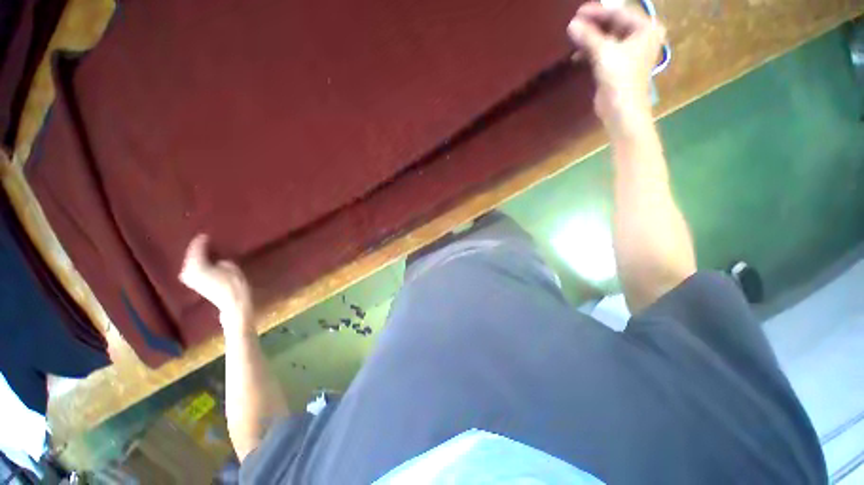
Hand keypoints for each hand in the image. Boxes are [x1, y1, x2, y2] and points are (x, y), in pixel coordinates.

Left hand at [179, 234, 252, 332]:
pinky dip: (199, 264)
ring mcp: (191, 280)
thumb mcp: (230, 266)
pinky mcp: (197, 285)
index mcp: (195, 265)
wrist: (233, 304)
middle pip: (191, 256)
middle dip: (197, 249)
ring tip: (207, 249)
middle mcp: (188, 272)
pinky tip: (206, 261)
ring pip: (191, 263)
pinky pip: (194, 270)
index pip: (196, 248)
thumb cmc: (234, 284)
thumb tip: (214, 257)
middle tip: (206, 240)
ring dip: (198, 257)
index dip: (201, 240)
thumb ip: (219, 259)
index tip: (205, 233)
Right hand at [567, 2, 665, 136]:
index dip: (598, 12)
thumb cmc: (619, 78)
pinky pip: (605, 51)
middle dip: (594, 24)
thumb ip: (588, 36)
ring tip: (574, 38)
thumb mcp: (603, 53)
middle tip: (575, 23)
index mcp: (645, 29)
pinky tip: (578, 54)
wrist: (621, 109)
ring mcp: (630, 52)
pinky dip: (592, 51)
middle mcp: (641, 37)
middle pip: (614, 24)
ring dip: (591, 38)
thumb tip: (572, 25)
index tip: (578, 12)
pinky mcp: (619, 66)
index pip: (619, 13)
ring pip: (608, 38)